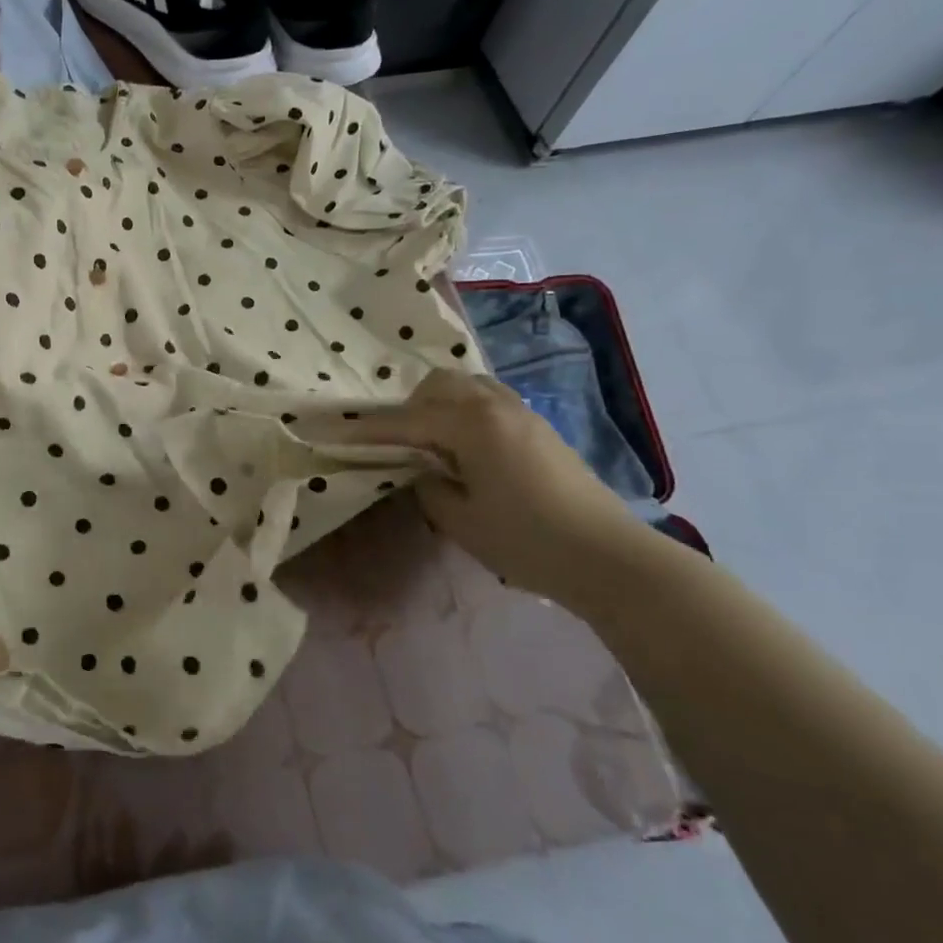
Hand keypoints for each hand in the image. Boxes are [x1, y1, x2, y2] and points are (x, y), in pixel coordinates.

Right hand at [371, 369, 647, 597]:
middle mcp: (496, 406)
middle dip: (407, 407)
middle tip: (395, 442)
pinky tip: (463, 448)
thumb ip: (428, 485)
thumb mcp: (460, 520)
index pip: (405, 421)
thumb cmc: (527, 540)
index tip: (333, 433)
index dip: (367, 430)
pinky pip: (489, 402)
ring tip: (430, 442)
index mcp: (472, 424)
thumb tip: (423, 470)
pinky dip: (465, 412)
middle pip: (438, 385)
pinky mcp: (540, 429)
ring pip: (468, 387)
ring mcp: (524, 414)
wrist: (609, 558)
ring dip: (439, 405)